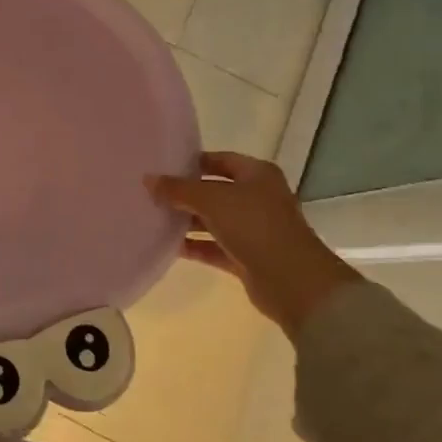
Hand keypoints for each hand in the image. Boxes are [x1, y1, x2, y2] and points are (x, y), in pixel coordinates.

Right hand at [147, 151, 362, 339]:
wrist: (292, 281)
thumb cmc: (255, 227)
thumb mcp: (211, 200)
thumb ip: (178, 189)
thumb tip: (148, 180)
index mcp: (257, 175)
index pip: (219, 160)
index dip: (192, 162)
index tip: (162, 167)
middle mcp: (257, 198)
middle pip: (214, 191)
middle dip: (184, 193)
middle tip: (151, 193)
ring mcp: (253, 229)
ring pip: (213, 220)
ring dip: (187, 220)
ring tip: (152, 217)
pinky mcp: (247, 257)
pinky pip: (214, 246)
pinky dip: (194, 245)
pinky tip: (167, 245)